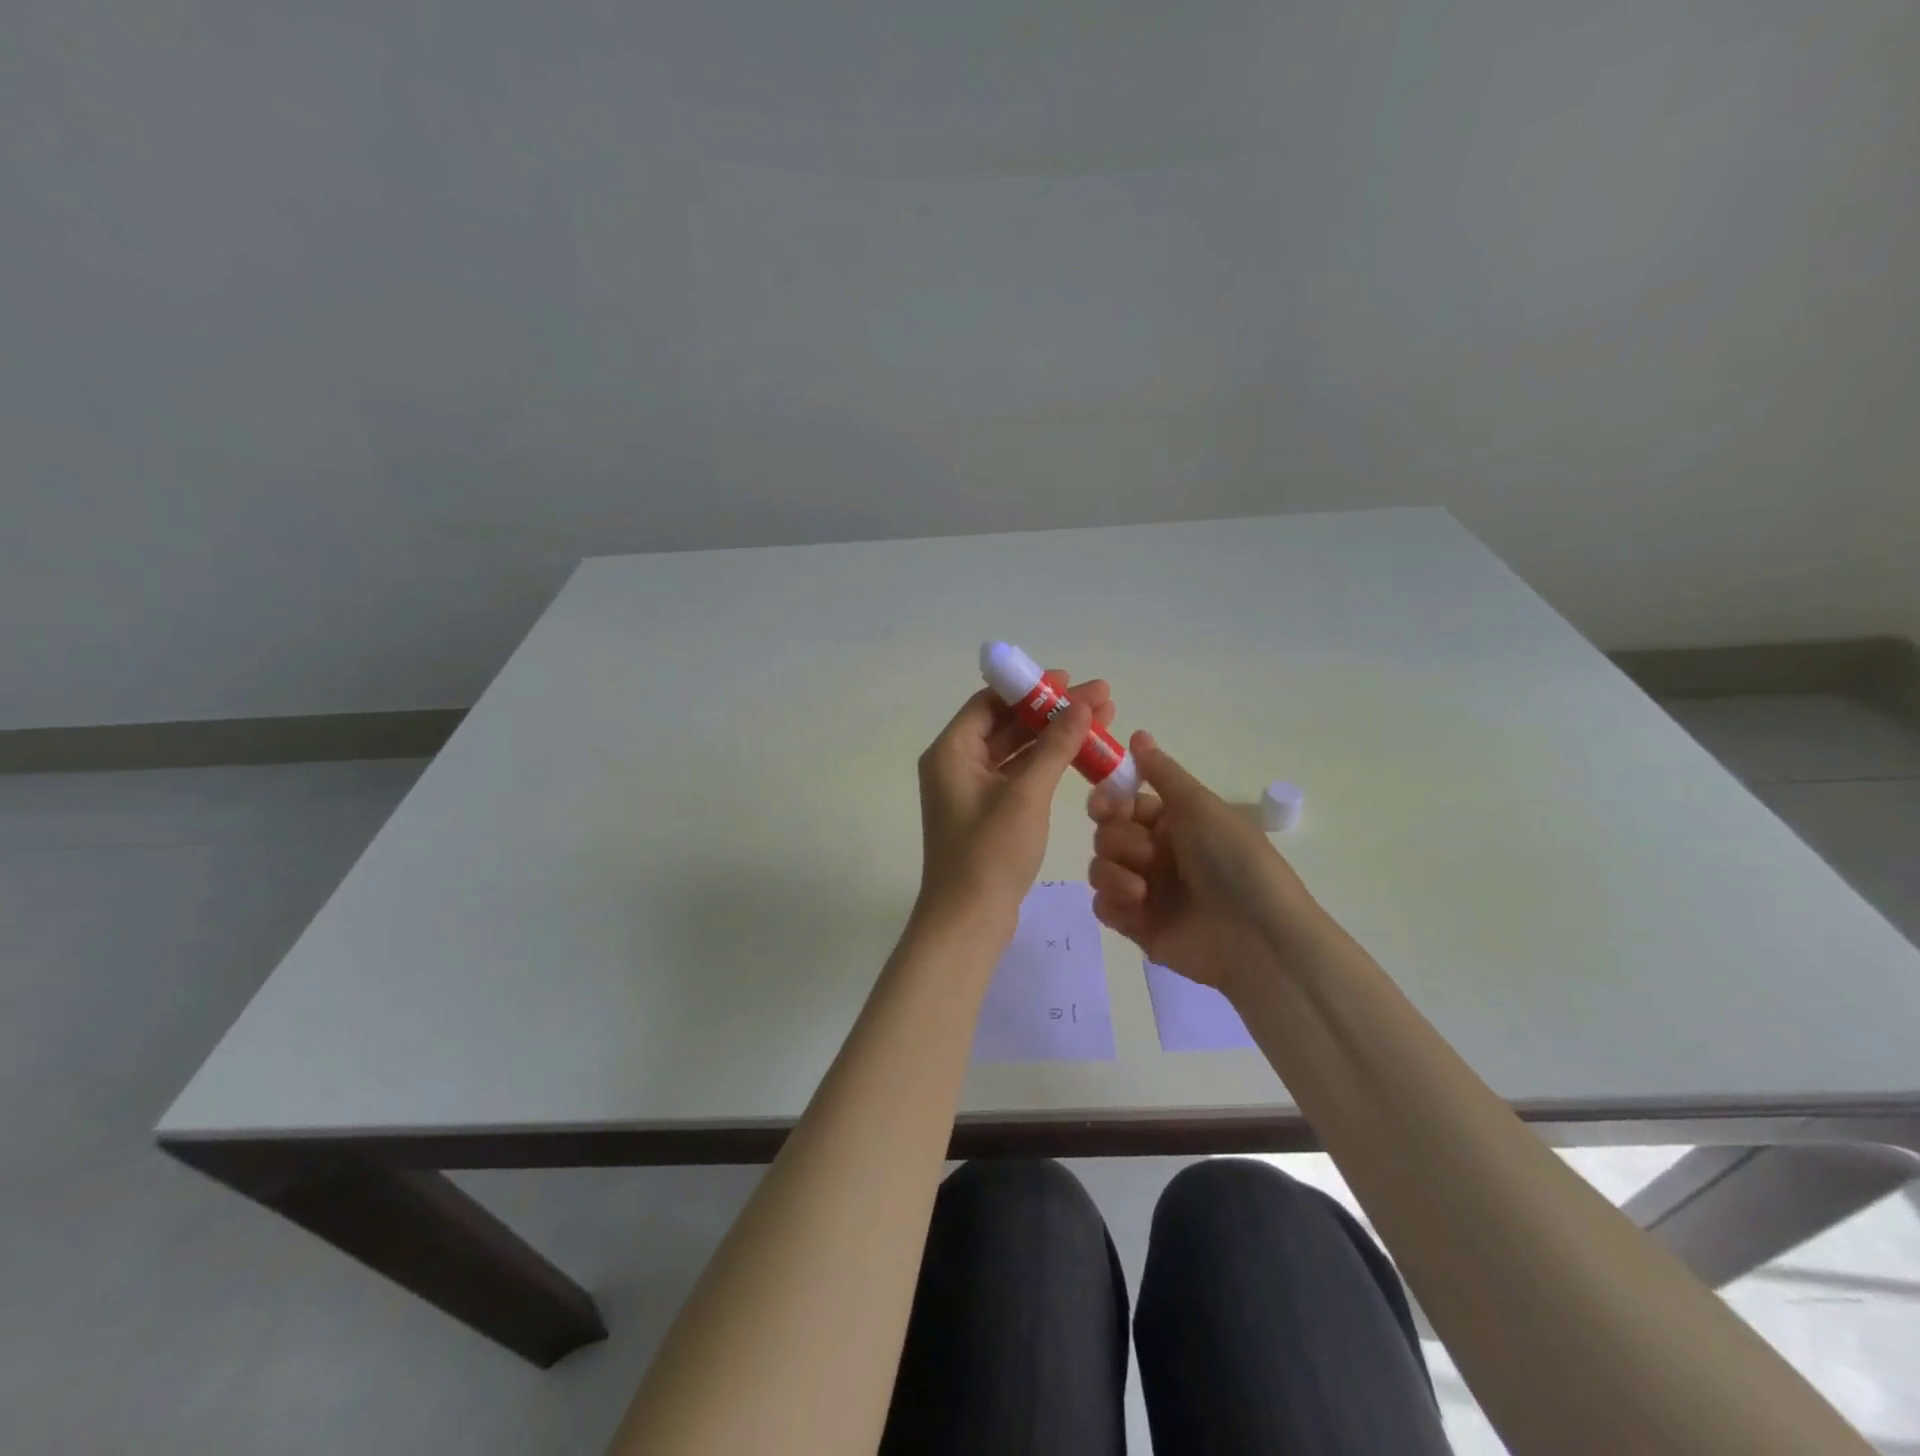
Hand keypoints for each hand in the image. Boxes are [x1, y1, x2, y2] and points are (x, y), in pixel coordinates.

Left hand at [917, 671, 1114, 923]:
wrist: (968, 921)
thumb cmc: (990, 852)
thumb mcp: (1026, 794)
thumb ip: (1055, 746)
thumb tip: (1081, 705)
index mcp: (951, 751)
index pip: (991, 701)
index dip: (1030, 688)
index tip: (1069, 680)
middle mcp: (956, 764)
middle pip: (1007, 723)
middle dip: (1053, 711)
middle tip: (1101, 698)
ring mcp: (971, 790)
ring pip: (1016, 750)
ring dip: (1054, 737)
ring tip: (1101, 721)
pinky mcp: (987, 813)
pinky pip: (1018, 775)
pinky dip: (1046, 764)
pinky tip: (1080, 756)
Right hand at [1086, 731, 1329, 995]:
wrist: (1257, 936)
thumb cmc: (1233, 861)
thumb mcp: (1200, 805)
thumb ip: (1162, 772)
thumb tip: (1137, 733)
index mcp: (1174, 823)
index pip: (1124, 803)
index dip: (1108, 801)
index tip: (1105, 806)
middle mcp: (1157, 854)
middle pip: (1106, 834)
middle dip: (1118, 840)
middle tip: (1146, 854)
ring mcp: (1146, 891)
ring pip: (1100, 868)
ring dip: (1114, 872)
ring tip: (1142, 890)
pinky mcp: (1137, 926)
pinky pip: (1102, 906)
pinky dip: (1112, 903)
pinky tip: (1135, 907)